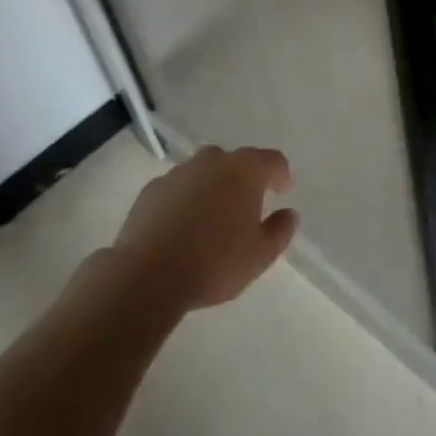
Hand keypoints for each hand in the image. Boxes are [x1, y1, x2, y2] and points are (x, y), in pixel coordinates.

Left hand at [112, 145, 298, 312]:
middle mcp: (213, 162)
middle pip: (235, 161)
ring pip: (204, 172)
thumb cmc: (214, 262)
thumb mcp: (260, 255)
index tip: (283, 190)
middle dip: (244, 178)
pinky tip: (182, 226)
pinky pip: (178, 188)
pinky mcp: (151, 190)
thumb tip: (289, 214)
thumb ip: (280, 231)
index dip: (281, 174)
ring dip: (212, 187)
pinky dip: (185, 200)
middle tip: (247, 205)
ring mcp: (179, 172)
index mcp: (245, 171)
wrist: (147, 274)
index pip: (272, 160)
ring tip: (212, 216)